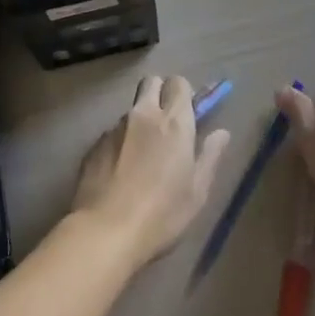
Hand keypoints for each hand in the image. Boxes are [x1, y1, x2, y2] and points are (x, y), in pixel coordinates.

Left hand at [72, 76, 230, 264]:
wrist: (104, 233)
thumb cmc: (162, 214)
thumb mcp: (197, 191)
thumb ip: (210, 156)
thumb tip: (221, 133)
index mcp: (174, 122)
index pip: (179, 83)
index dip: (184, 94)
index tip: (188, 114)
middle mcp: (143, 115)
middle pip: (151, 82)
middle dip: (159, 93)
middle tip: (166, 124)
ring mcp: (115, 128)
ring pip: (131, 109)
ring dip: (139, 122)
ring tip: (141, 157)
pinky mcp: (93, 146)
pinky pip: (111, 133)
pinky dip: (119, 143)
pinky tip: (119, 173)